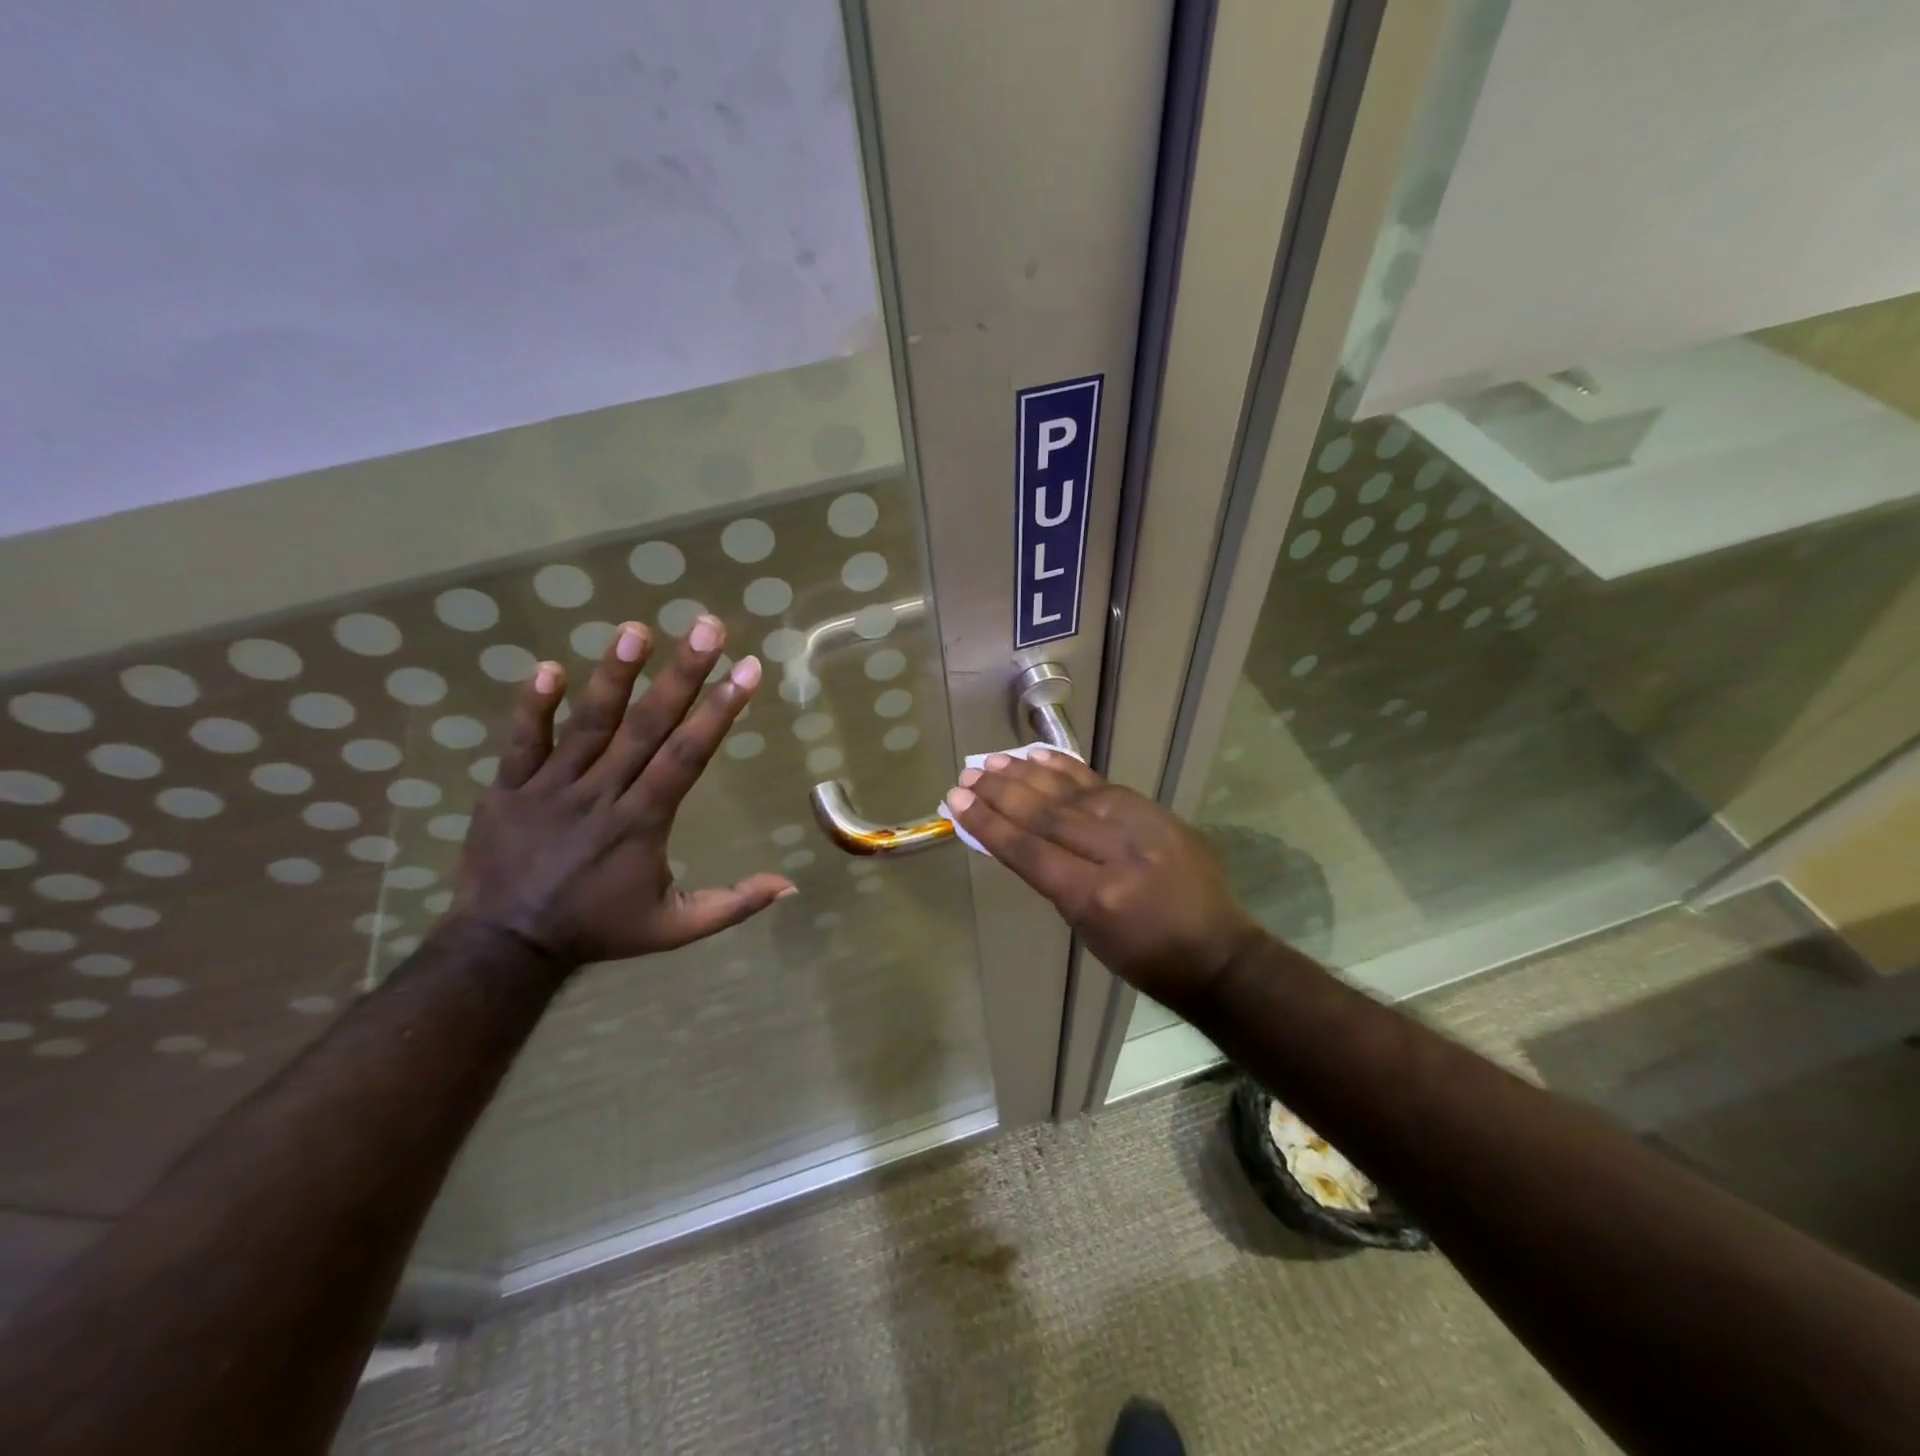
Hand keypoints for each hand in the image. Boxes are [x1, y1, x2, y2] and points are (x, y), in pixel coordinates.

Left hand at [452, 615, 792, 969]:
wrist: (505, 945)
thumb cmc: (599, 929)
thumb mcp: (674, 928)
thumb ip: (733, 905)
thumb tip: (790, 886)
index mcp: (642, 823)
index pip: (686, 756)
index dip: (719, 711)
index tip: (747, 670)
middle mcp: (601, 795)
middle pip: (646, 728)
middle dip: (681, 675)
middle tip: (706, 627)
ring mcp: (550, 789)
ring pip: (587, 725)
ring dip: (613, 676)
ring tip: (635, 630)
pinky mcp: (508, 789)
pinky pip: (520, 742)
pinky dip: (532, 707)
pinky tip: (549, 667)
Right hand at [943, 751, 1264, 1013]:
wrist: (1216, 951)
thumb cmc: (1143, 958)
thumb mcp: (1086, 930)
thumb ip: (1051, 879)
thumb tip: (1015, 837)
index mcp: (1096, 896)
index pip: (1029, 850)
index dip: (988, 824)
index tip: (956, 802)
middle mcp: (1116, 852)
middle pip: (1046, 814)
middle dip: (1000, 793)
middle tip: (967, 776)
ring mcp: (1138, 824)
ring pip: (1070, 792)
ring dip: (1026, 775)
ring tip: (992, 761)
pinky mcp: (1153, 809)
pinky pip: (1100, 783)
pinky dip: (1066, 769)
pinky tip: (1038, 756)